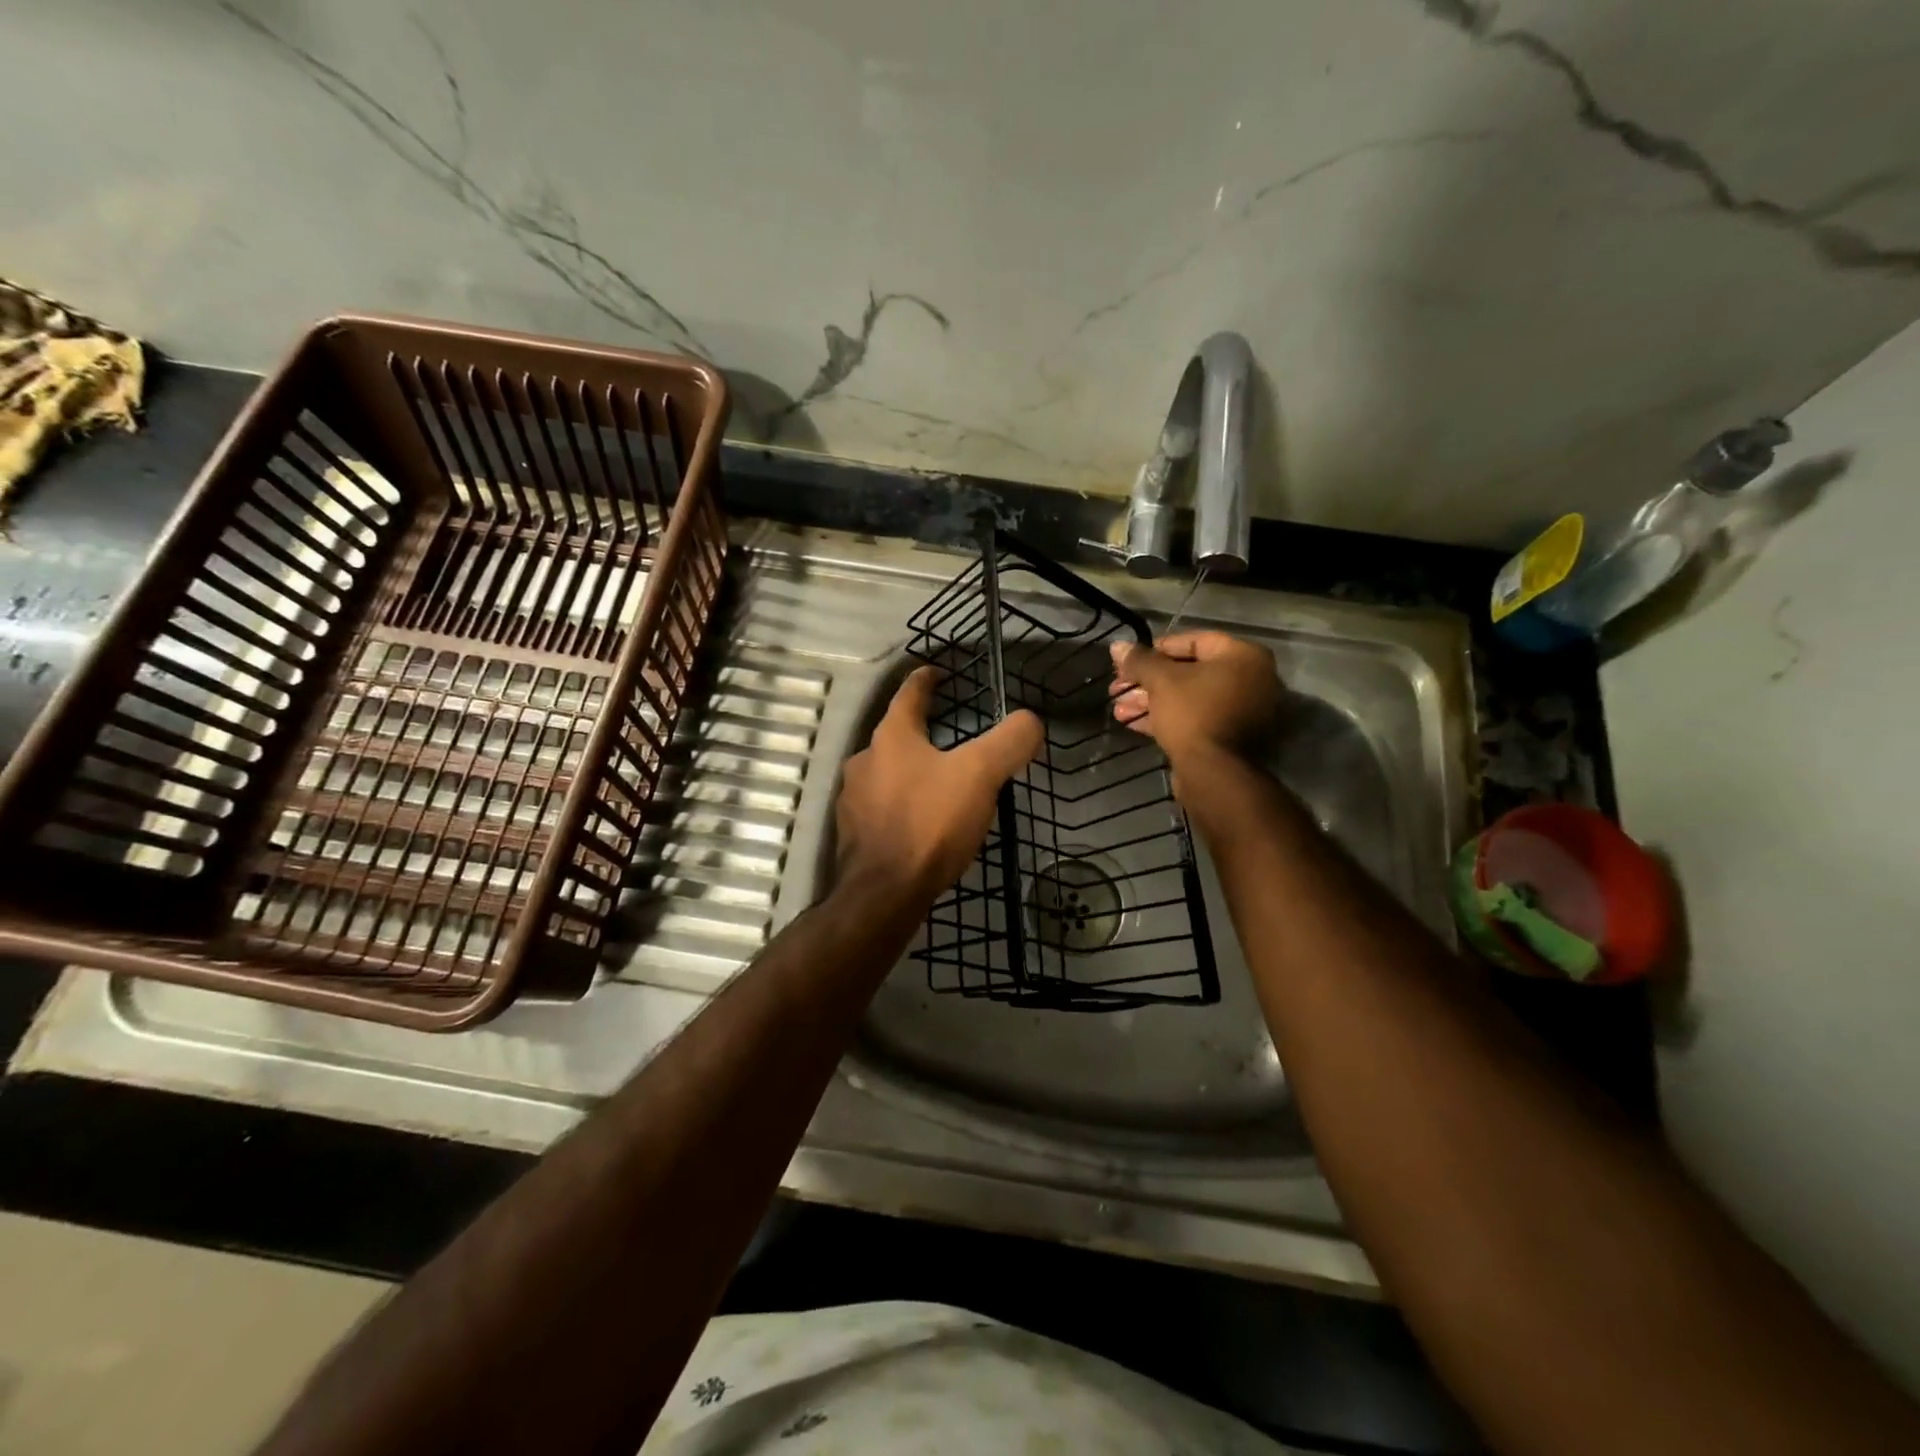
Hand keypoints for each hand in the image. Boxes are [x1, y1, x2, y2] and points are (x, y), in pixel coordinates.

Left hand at [835, 667, 1043, 900]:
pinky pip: (883, 808)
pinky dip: (903, 806)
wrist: (884, 892)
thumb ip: (1009, 742)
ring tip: (941, 784)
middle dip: (922, 733)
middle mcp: (864, 761)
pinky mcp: (854, 834)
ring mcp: (853, 800)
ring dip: (911, 773)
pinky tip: (922, 824)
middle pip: (896, 736)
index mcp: (892, 737)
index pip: (909, 694)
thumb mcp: (981, 775)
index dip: (926, 679)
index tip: (936, 671)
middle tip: (952, 738)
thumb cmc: (930, 823)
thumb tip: (1030, 721)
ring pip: (887, 774)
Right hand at [1108, 631, 1281, 765]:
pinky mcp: (1230, 737)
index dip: (1155, 650)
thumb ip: (1140, 660)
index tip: (1129, 661)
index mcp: (1243, 657)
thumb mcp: (1161, 681)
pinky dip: (1167, 719)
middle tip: (1118, 689)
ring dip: (1151, 702)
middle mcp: (1251, 680)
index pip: (1193, 641)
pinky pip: (1196, 719)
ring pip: (1189, 699)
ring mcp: (1242, 711)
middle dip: (1148, 682)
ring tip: (1119, 711)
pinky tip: (1133, 724)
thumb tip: (1117, 646)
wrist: (1214, 773)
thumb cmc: (1192, 713)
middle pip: (1189, 673)